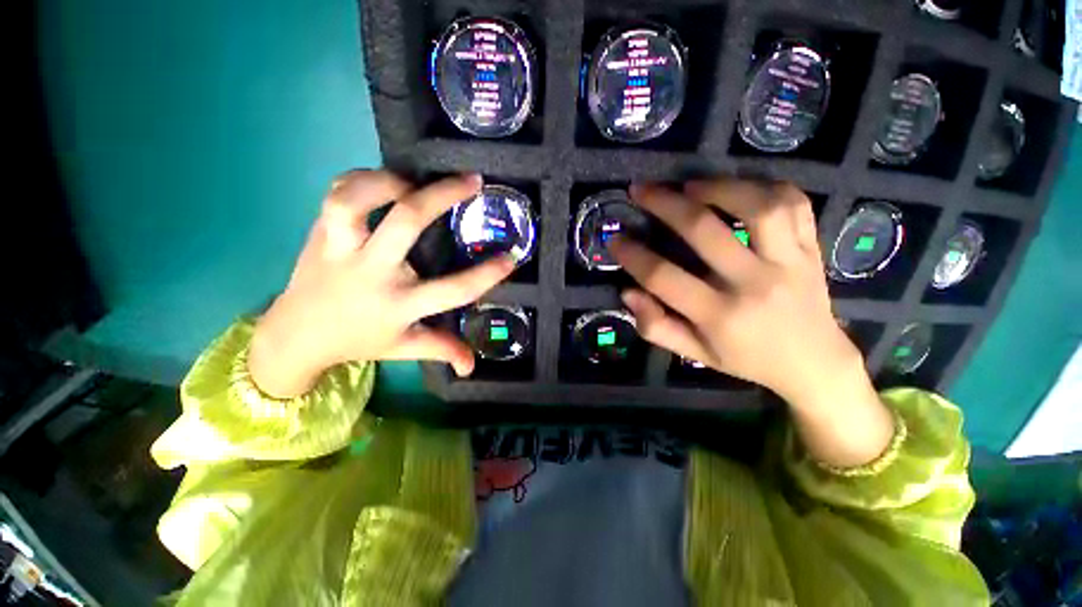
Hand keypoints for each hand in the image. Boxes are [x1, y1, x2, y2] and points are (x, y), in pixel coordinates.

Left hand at [248, 171, 514, 398]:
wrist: (295, 334)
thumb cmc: (358, 339)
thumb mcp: (404, 348)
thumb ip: (442, 350)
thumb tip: (472, 365)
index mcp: (398, 304)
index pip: (452, 290)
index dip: (487, 274)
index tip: (511, 257)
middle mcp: (372, 272)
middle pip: (405, 223)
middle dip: (443, 196)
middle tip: (472, 182)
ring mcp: (340, 249)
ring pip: (356, 200)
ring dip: (390, 181)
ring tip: (415, 181)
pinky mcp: (319, 232)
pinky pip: (336, 193)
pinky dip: (360, 179)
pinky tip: (382, 184)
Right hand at [611, 179, 892, 466]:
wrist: (814, 362)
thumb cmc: (746, 359)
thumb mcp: (694, 354)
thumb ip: (656, 326)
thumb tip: (628, 292)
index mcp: (720, 316)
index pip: (664, 277)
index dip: (633, 255)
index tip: (615, 239)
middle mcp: (754, 284)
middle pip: (703, 231)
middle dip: (663, 205)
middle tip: (640, 190)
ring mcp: (789, 262)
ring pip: (757, 208)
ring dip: (718, 187)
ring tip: (690, 185)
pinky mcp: (811, 248)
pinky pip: (793, 204)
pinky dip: (764, 187)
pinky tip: (739, 189)